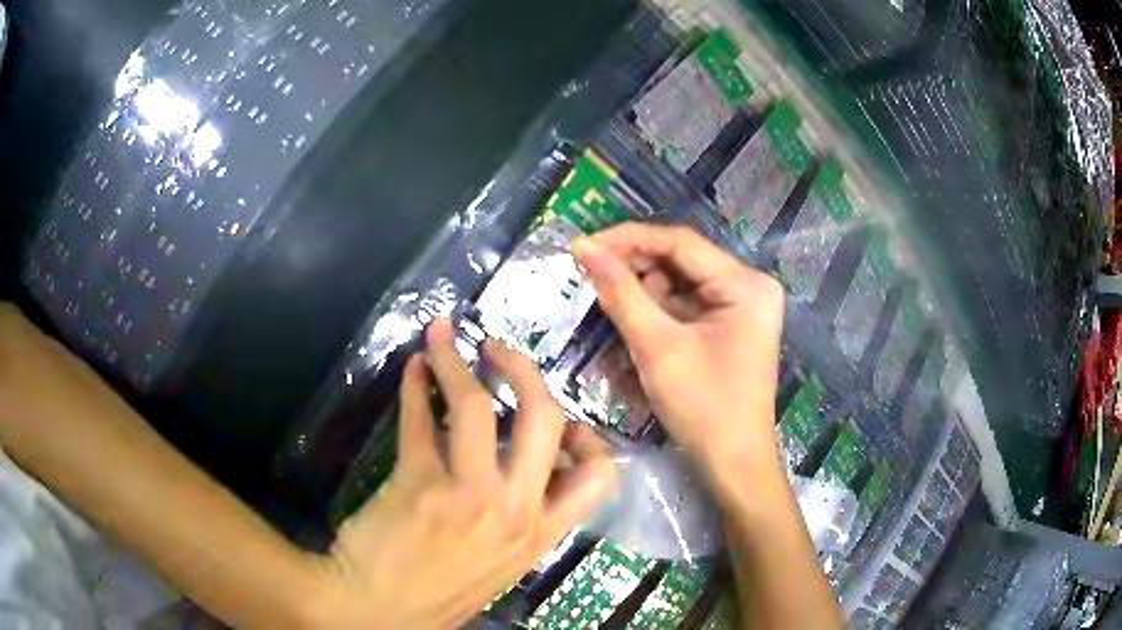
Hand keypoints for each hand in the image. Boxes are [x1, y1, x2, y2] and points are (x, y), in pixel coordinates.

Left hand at [305, 319, 617, 628]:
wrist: (375, 611)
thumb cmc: (438, 593)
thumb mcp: (498, 564)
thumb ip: (517, 517)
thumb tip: (516, 464)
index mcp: (538, 533)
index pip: (599, 476)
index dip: (587, 435)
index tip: (559, 416)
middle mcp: (514, 510)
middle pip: (544, 418)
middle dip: (525, 370)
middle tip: (499, 348)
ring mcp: (467, 495)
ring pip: (478, 406)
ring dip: (456, 359)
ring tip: (442, 334)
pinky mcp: (417, 483)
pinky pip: (419, 420)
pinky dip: (414, 385)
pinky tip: (411, 369)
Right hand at [571, 223, 783, 479]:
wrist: (734, 464)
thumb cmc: (703, 409)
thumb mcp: (657, 348)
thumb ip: (620, 293)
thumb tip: (582, 248)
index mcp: (745, 284)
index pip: (679, 242)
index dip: (627, 238)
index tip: (581, 246)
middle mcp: (749, 285)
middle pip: (681, 259)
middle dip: (634, 265)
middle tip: (587, 272)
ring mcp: (743, 305)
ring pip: (681, 280)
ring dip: (643, 287)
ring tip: (605, 297)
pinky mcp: (731, 323)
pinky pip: (688, 302)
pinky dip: (658, 307)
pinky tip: (632, 316)